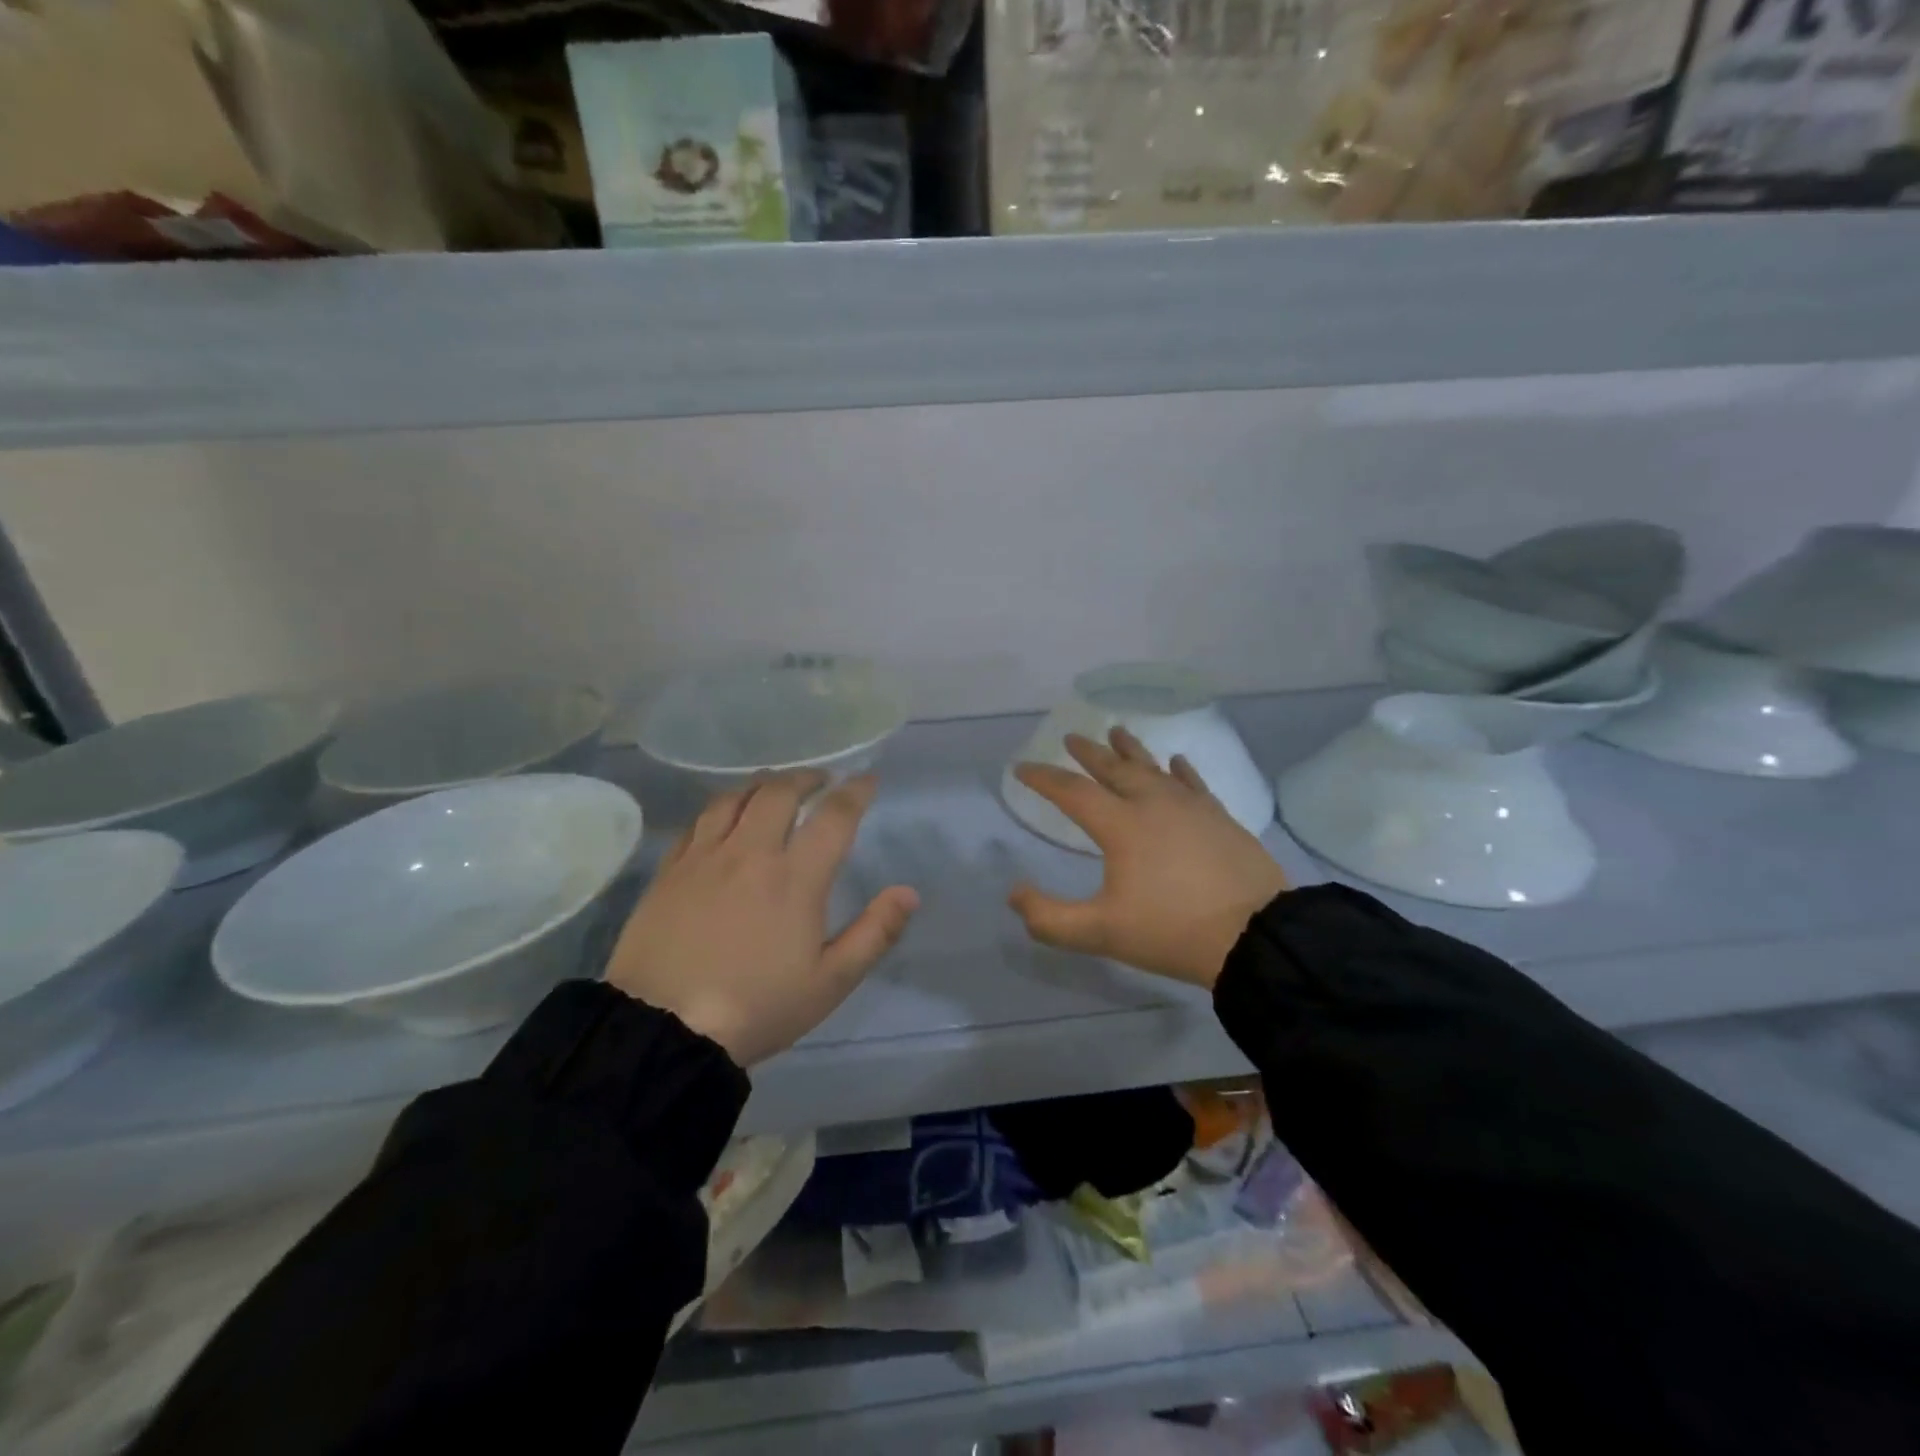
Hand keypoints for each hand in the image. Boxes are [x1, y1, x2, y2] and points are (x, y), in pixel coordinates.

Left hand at [606, 773, 918, 1065]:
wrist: (663, 1030)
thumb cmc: (757, 1007)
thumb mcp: (830, 982)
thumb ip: (874, 933)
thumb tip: (908, 892)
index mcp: (795, 877)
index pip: (833, 816)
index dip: (855, 791)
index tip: (867, 779)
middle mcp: (750, 853)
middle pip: (780, 792)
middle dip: (807, 778)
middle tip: (821, 781)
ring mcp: (705, 857)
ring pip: (736, 797)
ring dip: (763, 784)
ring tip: (775, 788)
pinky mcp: (670, 870)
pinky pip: (699, 820)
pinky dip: (723, 806)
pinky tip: (726, 816)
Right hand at [1008, 728, 1287, 988]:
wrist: (1255, 936)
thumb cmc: (1172, 931)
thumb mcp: (1100, 933)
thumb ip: (1049, 918)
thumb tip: (1014, 894)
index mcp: (1121, 825)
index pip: (1072, 792)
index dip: (1044, 778)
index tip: (1022, 768)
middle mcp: (1153, 804)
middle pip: (1114, 768)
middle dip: (1089, 753)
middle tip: (1071, 737)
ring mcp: (1191, 807)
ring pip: (1153, 768)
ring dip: (1131, 749)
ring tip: (1117, 730)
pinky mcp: (1220, 817)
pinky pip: (1193, 783)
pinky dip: (1180, 770)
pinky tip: (1176, 761)